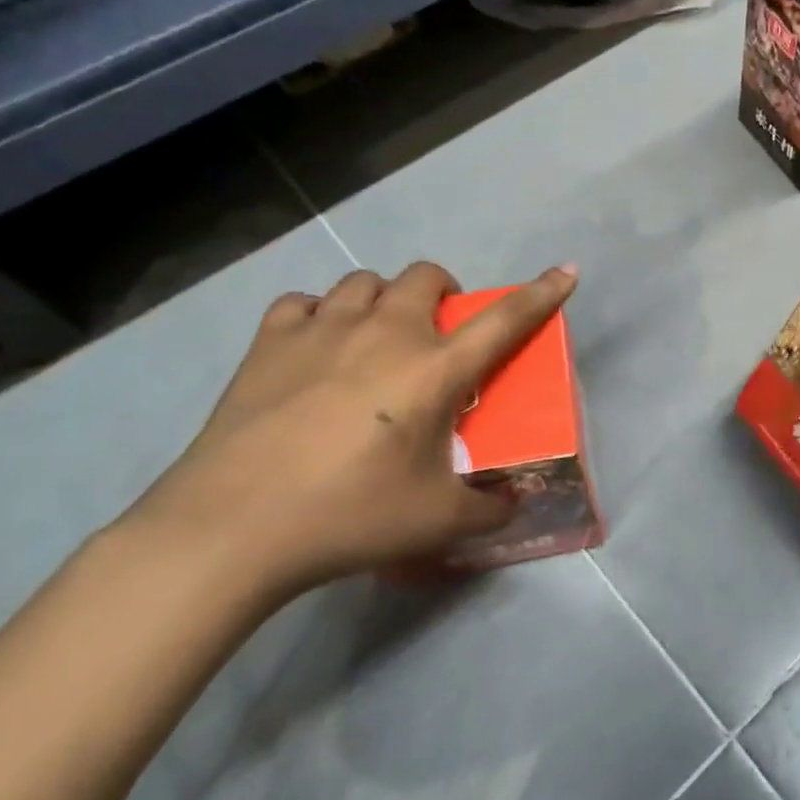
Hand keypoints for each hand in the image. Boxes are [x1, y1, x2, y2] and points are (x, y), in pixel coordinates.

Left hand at [124, 261, 578, 602]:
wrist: (233, 528)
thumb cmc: (350, 516)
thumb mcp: (436, 522)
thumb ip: (489, 509)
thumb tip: (515, 504)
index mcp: (434, 370)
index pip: (504, 320)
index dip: (541, 293)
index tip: (567, 271)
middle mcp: (385, 334)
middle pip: (425, 277)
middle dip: (443, 292)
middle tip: (438, 333)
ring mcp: (324, 331)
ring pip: (365, 282)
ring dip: (382, 300)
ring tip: (375, 339)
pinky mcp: (271, 343)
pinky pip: (304, 304)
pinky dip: (319, 315)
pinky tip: (315, 346)